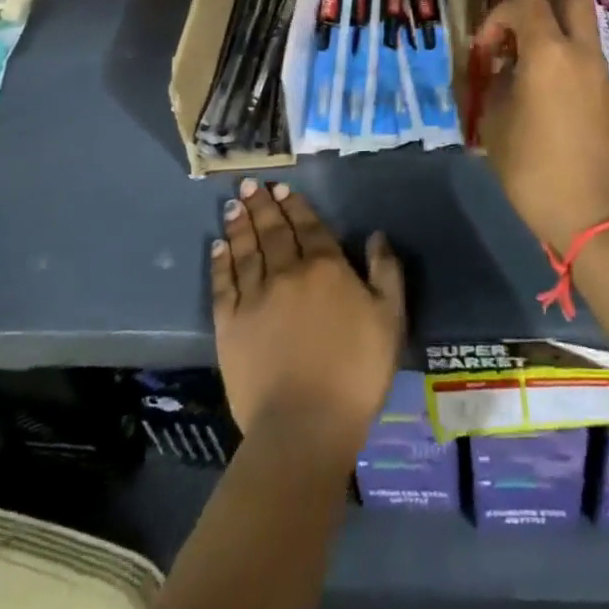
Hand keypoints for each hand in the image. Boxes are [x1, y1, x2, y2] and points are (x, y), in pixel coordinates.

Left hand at [213, 179, 404, 447]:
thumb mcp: (390, 318)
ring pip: (246, 250)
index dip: (295, 205)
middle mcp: (287, 272)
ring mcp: (255, 297)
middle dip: (262, 205)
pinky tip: (218, 247)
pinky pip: (223, 284)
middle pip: (273, 231)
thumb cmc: (357, 371)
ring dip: (240, 224)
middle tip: (250, 184)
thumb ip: (386, 271)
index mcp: (326, 267)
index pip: (308, 226)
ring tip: (233, 204)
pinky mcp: (230, 325)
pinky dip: (220, 262)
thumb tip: (376, 235)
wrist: (305, 424)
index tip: (281, 188)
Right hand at [473, 0, 608, 254]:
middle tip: (516, 41)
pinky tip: (545, 98)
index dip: (499, 14)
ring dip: (553, 38)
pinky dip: (566, 63)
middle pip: (569, 0)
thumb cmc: (534, 169)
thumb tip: (503, 70)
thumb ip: (496, 84)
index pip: (527, 1)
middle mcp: (582, 54)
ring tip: (525, 74)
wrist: (592, 215)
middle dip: (538, 11)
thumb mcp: (495, 124)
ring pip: (581, 32)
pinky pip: (587, 61)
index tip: (486, 48)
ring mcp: (602, 75)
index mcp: (550, 53)